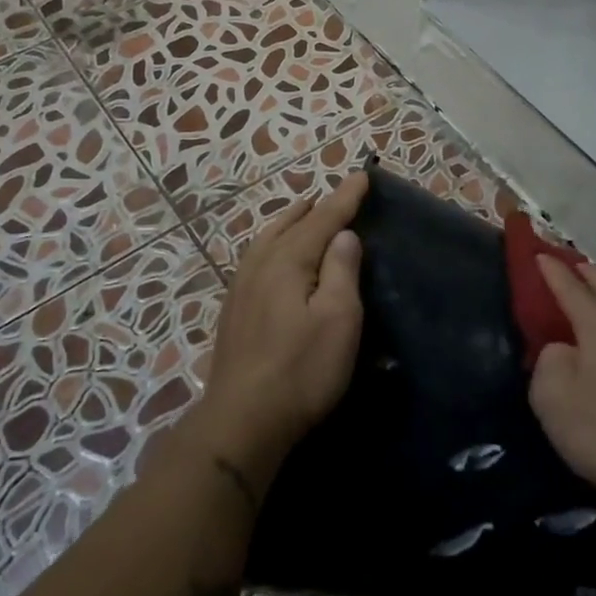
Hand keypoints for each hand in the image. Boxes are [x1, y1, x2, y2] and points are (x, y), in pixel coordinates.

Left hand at [194, 172, 368, 492]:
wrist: (243, 420)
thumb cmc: (301, 369)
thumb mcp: (338, 318)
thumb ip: (341, 270)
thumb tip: (342, 234)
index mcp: (288, 261)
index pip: (322, 218)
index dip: (345, 198)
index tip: (362, 175)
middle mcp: (260, 264)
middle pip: (290, 224)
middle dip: (315, 207)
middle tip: (335, 195)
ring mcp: (241, 287)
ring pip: (267, 239)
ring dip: (290, 222)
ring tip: (304, 213)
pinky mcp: (234, 310)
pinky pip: (256, 258)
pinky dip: (273, 243)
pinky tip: (274, 256)